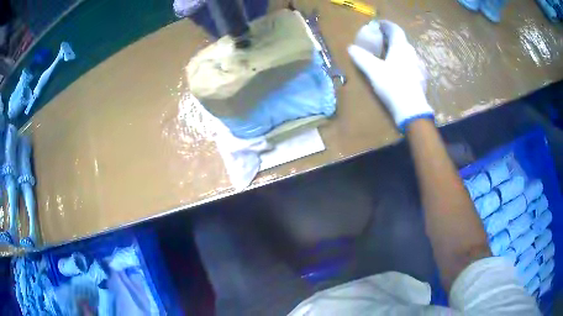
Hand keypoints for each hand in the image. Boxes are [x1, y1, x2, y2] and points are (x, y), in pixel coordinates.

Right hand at [348, 20, 433, 131]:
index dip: (386, 25)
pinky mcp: (422, 79)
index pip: (395, 29)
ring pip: (408, 54)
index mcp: (401, 47)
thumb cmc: (392, 85)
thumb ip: (361, 57)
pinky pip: (412, 65)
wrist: (412, 110)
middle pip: (402, 41)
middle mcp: (412, 53)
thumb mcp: (373, 70)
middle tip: (381, 42)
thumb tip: (351, 48)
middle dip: (391, 39)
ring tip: (389, 57)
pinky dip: (405, 64)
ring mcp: (420, 66)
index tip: (378, 25)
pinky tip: (400, 72)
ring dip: (399, 52)